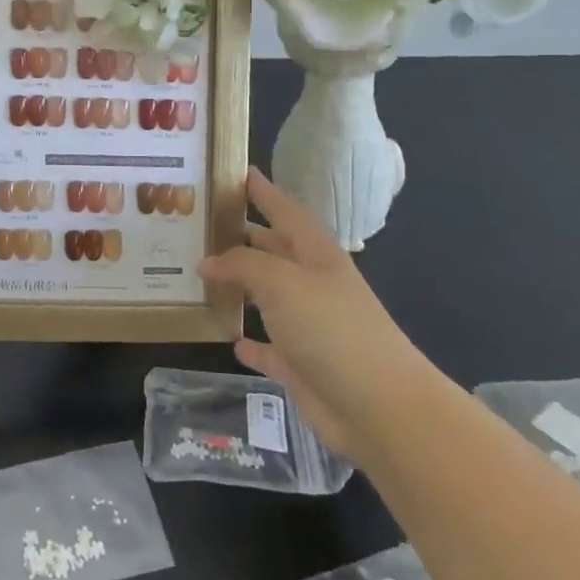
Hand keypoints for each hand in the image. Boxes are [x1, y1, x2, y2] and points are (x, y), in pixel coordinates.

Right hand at [200, 168, 414, 457]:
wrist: (380, 408)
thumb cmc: (331, 328)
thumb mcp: (281, 281)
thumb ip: (241, 264)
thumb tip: (207, 261)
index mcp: (315, 254)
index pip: (284, 210)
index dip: (263, 191)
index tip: (238, 171)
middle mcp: (312, 284)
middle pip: (273, 251)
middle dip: (242, 237)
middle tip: (201, 226)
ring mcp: (309, 326)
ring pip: (266, 298)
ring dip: (239, 288)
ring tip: (200, 275)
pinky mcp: (302, 366)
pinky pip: (269, 347)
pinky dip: (251, 342)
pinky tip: (230, 338)